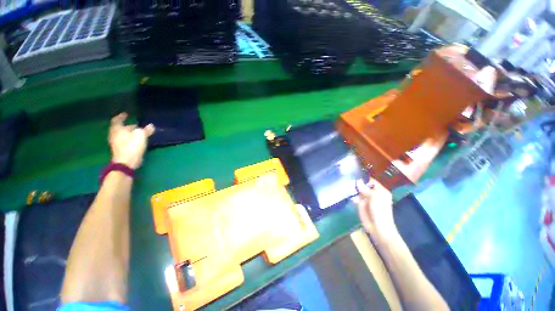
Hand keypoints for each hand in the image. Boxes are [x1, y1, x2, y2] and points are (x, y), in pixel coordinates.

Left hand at [108, 113, 154, 168]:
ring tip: (139, 133)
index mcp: (117, 129)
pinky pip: (125, 141)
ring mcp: (117, 143)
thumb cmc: (132, 145)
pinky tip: (138, 141)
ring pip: (123, 135)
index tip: (126, 114)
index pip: (117, 120)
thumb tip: (151, 126)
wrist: (127, 162)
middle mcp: (115, 135)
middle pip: (120, 128)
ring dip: (130, 133)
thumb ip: (146, 129)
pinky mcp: (121, 150)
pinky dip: (131, 139)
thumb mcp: (141, 135)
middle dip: (128, 126)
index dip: (121, 116)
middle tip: (137, 125)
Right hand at [352, 179, 396, 240]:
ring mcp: (367, 199)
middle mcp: (374, 194)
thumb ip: (365, 189)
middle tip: (349, 179)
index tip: (355, 174)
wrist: (378, 227)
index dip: (364, 178)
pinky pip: (356, 198)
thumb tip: (357, 181)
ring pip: (359, 191)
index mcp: (381, 191)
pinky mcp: (361, 204)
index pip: (372, 181)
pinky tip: (350, 196)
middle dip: (357, 183)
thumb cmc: (380, 210)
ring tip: (347, 187)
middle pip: (364, 186)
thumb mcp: (374, 197)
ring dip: (354, 190)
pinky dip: (353, 196)